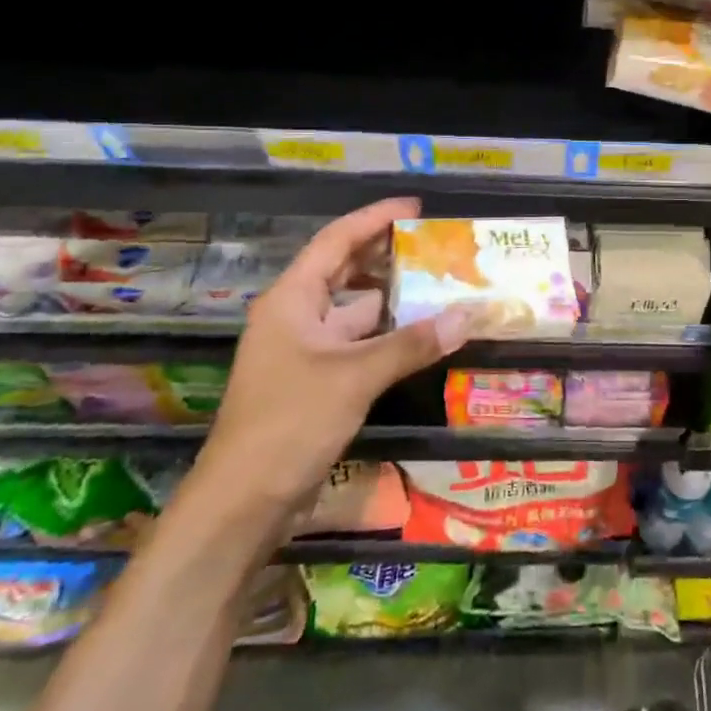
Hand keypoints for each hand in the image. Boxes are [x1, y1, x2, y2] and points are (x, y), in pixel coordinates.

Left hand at [197, 197, 472, 512]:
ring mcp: (305, 350)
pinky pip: (358, 343)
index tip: (415, 207)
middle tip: (435, 244)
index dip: (374, 218)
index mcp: (292, 299)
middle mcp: (296, 316)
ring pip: (355, 310)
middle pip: (344, 271)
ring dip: (392, 299)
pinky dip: (388, 335)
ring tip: (439, 284)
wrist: (243, 502)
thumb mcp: (355, 377)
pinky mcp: (316, 381)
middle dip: (387, 255)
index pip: (336, 240)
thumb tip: (467, 315)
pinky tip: (421, 334)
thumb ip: (411, 343)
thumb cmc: (290, 423)